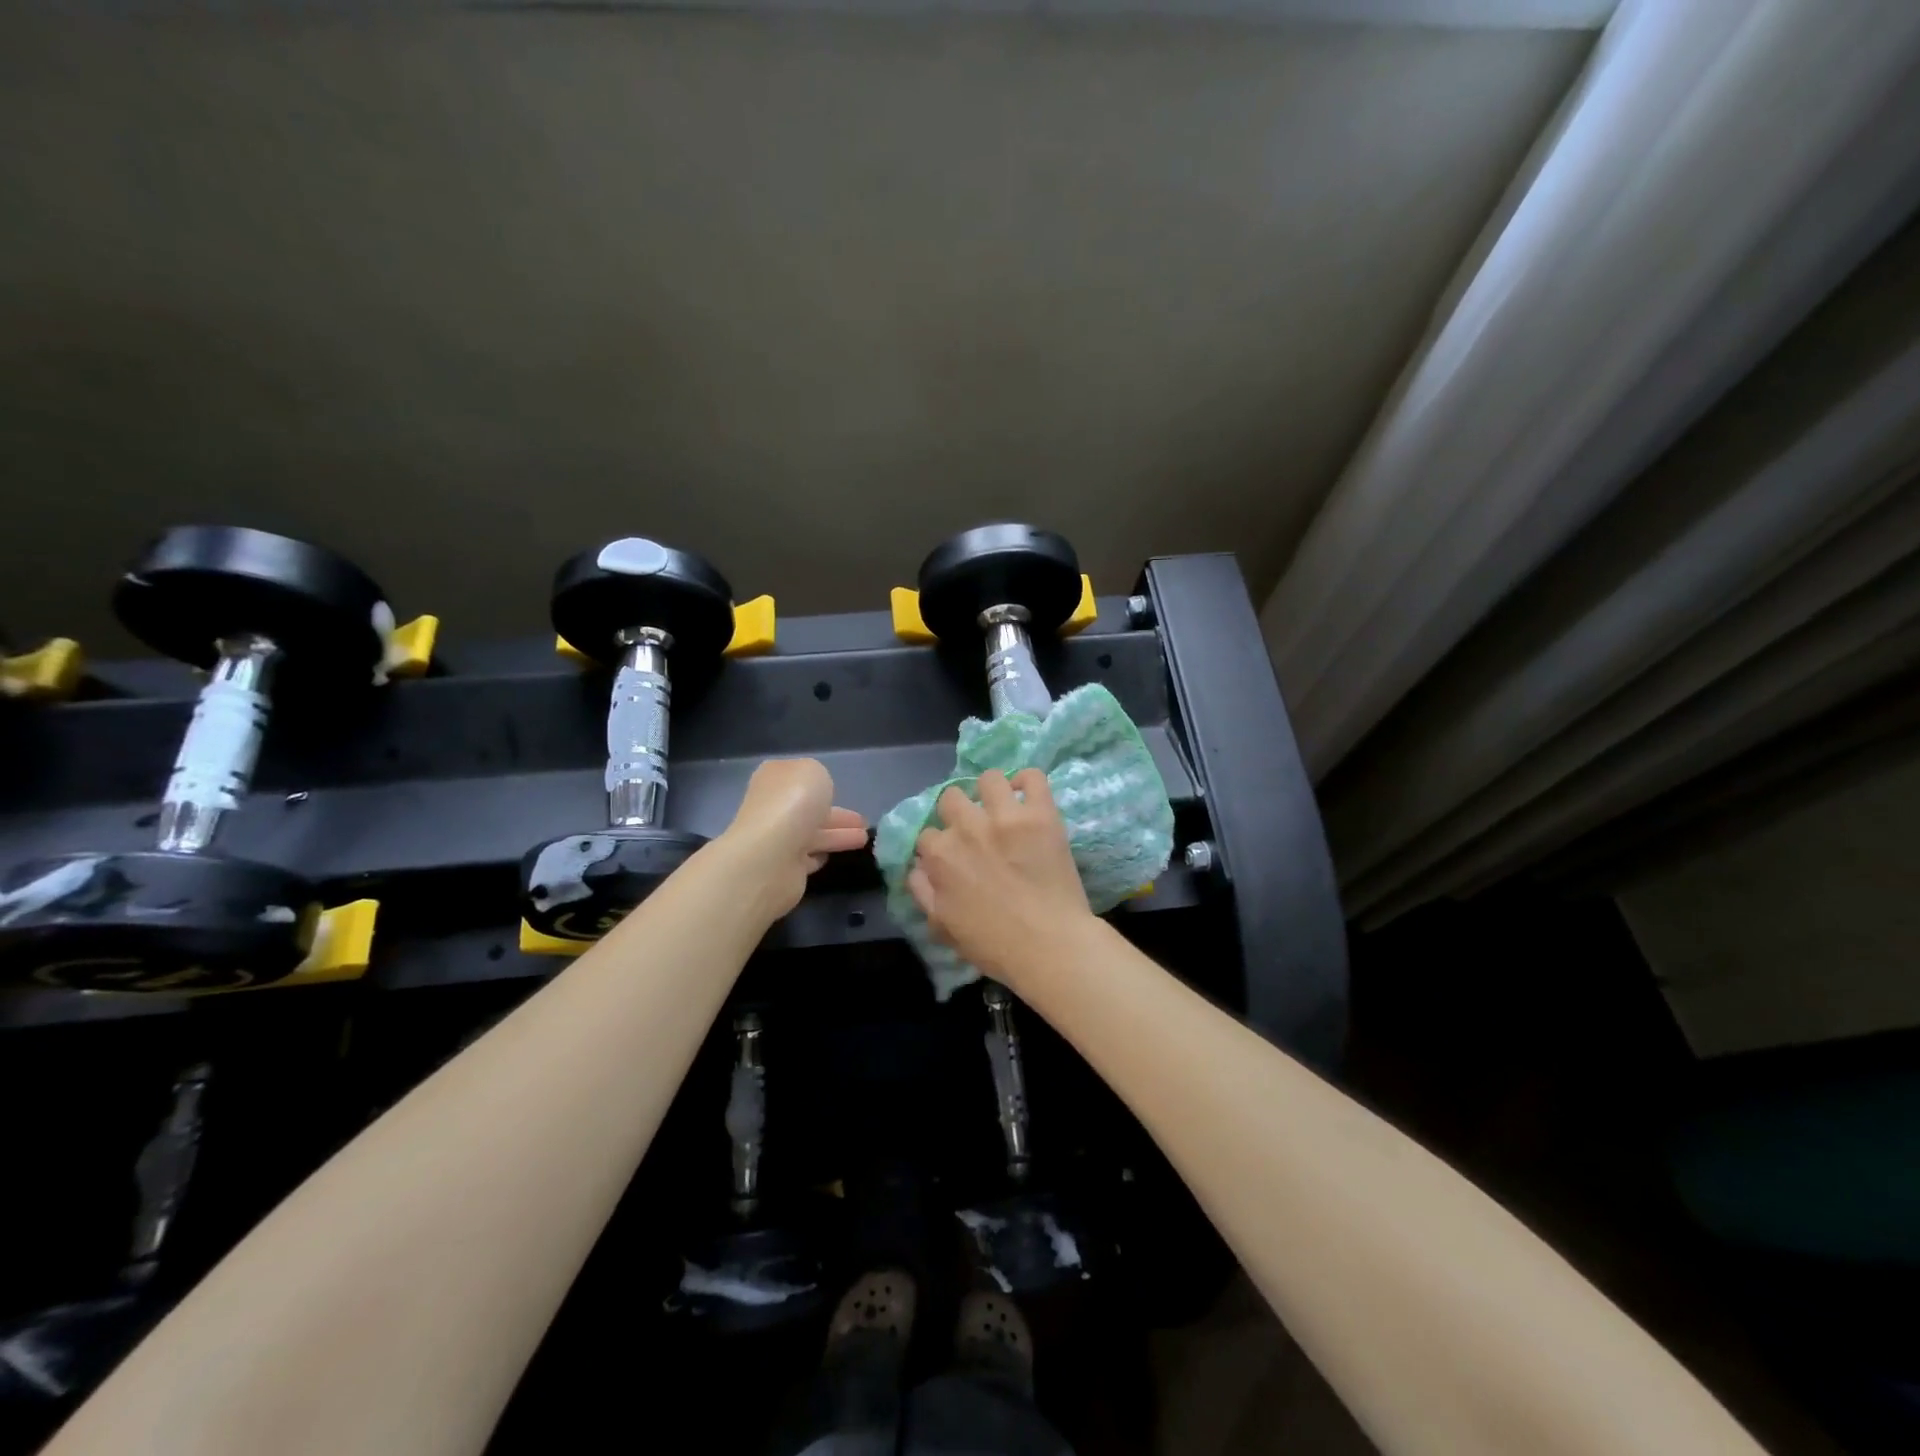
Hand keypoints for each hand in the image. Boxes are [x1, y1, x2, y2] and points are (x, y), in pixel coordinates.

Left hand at [721, 759, 867, 919]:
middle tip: (863, 822)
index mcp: (774, 780)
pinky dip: (819, 855)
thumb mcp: (813, 771)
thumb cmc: (794, 803)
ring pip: (813, 834)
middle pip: (808, 809)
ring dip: (838, 835)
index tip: (840, 791)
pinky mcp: (784, 867)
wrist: (771, 855)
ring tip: (864, 838)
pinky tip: (833, 856)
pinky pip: (807, 858)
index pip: (797, 779)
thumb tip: (816, 794)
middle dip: (836, 814)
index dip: (819, 784)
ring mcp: (777, 839)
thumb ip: (818, 777)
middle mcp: (772, 808)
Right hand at [907, 769, 1094, 989]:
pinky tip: (1028, 797)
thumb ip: (922, 892)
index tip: (955, 857)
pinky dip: (1029, 782)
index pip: (928, 834)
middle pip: (952, 799)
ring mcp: (1005, 817)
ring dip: (992, 793)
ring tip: (1003, 809)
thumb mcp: (942, 927)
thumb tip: (917, 867)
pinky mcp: (1041, 813)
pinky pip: (1033, 777)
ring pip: (988, 779)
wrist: (1050, 947)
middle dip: (960, 813)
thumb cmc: (995, 946)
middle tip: (977, 832)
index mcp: (940, 855)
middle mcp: (967, 828)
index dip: (940, 846)